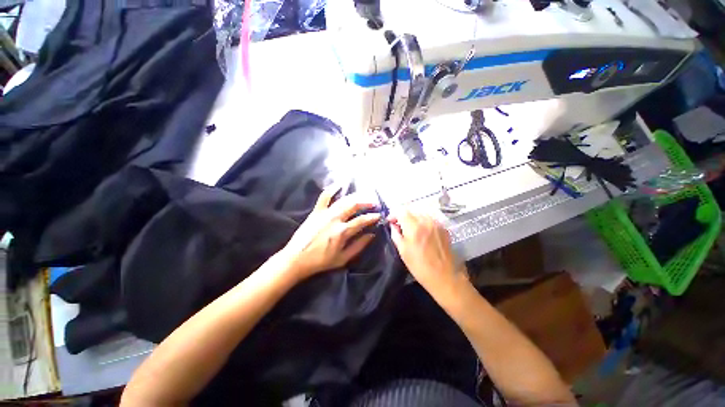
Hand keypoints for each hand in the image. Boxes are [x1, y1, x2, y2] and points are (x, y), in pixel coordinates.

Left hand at [278, 186, 380, 279]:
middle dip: (366, 203)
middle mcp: (335, 219)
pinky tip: (339, 184)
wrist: (297, 259)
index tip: (379, 215)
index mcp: (342, 231)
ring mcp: (325, 213)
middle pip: (354, 206)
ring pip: (343, 200)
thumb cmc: (321, 261)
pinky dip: (332, 189)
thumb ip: (359, 246)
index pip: (362, 220)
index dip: (372, 217)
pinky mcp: (316, 211)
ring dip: (355, 197)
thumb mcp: (343, 258)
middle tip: (374, 203)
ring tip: (363, 196)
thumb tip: (372, 235)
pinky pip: (324, 197)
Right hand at [390, 209, 466, 292]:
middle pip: (411, 210)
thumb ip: (396, 234)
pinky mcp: (443, 228)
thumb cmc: (420, 266)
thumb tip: (393, 225)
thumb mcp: (403, 251)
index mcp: (414, 227)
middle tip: (399, 225)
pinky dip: (423, 222)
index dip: (394, 214)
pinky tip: (422, 232)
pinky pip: (430, 219)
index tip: (390, 221)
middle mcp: (426, 221)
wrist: (445, 277)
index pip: (401, 211)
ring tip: (410, 229)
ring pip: (421, 213)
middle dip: (403, 216)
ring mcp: (436, 223)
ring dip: (413, 218)